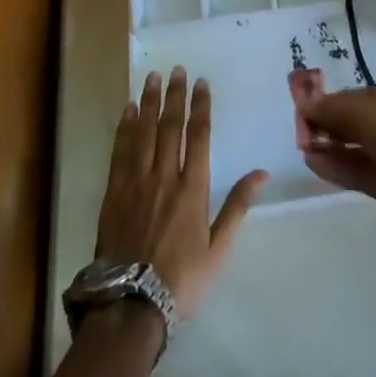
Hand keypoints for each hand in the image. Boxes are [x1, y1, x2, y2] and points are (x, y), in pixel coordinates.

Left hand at [97, 67, 267, 319]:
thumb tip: (262, 173)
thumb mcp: (218, 249)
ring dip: (149, 102)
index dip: (200, 107)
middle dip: (175, 96)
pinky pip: (120, 152)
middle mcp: (164, 177)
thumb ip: (237, 206)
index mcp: (192, 188)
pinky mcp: (113, 194)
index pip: (198, 136)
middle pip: (170, 127)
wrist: (130, 307)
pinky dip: (124, 128)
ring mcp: (136, 183)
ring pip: (144, 132)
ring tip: (152, 78)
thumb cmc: (180, 280)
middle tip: (177, 69)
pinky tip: (128, 111)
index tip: (201, 83)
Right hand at [302, 83, 375, 233]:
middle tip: (299, 131)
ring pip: (353, 148)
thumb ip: (334, 109)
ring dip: (328, 146)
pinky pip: (356, 171)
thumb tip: (304, 100)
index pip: (354, 97)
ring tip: (302, 147)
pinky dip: (335, 167)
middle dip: (326, 124)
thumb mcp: (367, 114)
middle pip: (352, 122)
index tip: (302, 108)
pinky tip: (313, 162)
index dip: (328, 102)